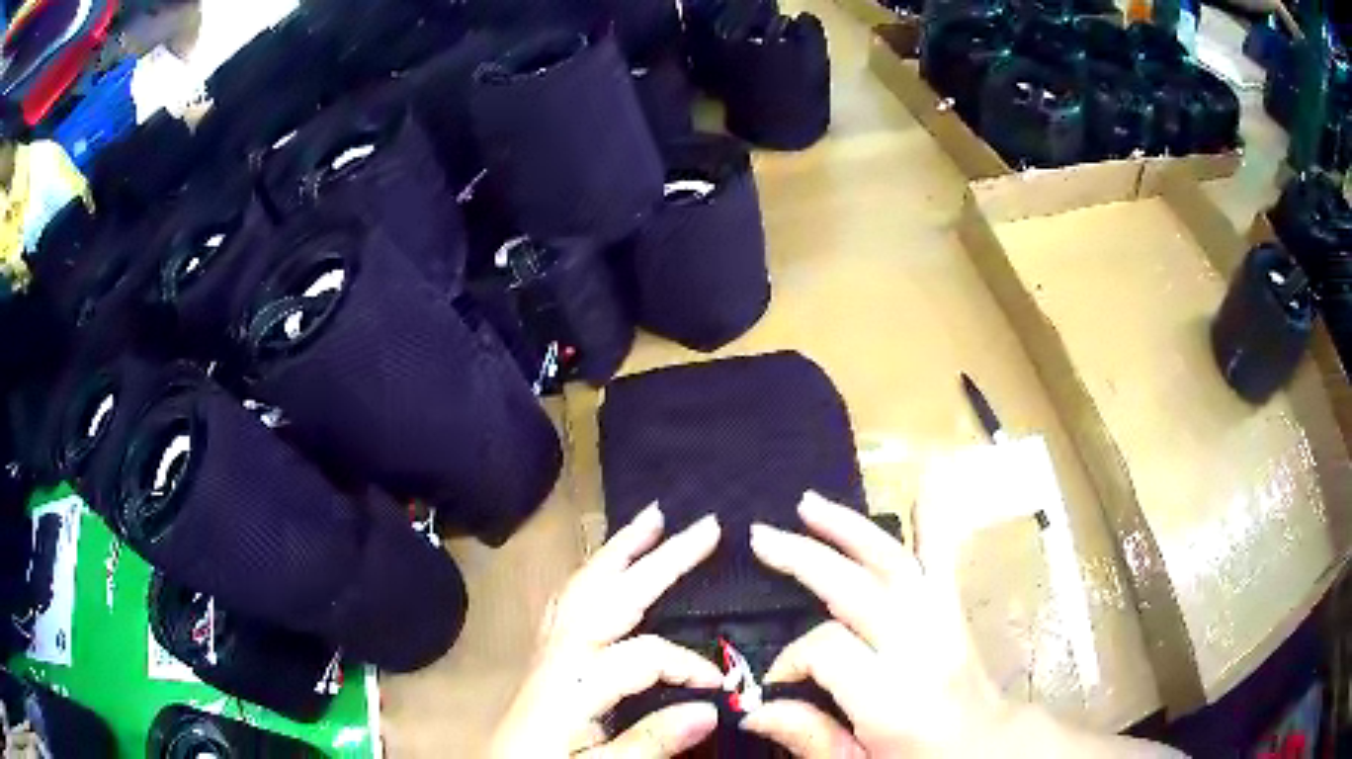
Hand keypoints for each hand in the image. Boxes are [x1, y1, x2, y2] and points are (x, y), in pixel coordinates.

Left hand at [491, 506, 723, 757]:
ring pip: (582, 588)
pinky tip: (605, 568)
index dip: (687, 664)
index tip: (719, 685)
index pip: (640, 655)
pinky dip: (591, 574)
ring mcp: (544, 652)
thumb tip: (710, 708)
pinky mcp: (542, 658)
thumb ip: (648, 742)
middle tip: (704, 526)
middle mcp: (555, 656)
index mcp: (570, 685)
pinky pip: (567, 602)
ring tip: (653, 521)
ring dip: (620, 551)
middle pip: (608, 596)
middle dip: (658, 560)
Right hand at [739, 492, 1002, 757]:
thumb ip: (808, 738)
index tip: (777, 682)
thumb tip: (753, 707)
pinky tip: (926, 481)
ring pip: (896, 562)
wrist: (985, 749)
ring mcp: (943, 623)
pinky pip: (945, 559)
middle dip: (806, 558)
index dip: (791, 659)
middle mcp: (921, 650)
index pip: (829, 649)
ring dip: (851, 528)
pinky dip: (935, 518)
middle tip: (761, 538)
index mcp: (894, 698)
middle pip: (859, 588)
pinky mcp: (954, 611)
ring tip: (810, 504)